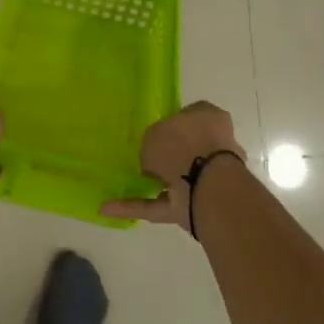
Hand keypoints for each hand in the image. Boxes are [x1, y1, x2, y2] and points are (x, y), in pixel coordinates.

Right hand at [101, 101, 243, 225]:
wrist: (206, 184)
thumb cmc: (183, 144)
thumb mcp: (156, 131)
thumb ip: (153, 140)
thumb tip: (155, 154)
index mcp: (210, 118)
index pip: (191, 115)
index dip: (172, 123)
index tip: (153, 132)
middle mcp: (214, 147)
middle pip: (186, 150)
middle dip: (167, 158)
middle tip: (140, 160)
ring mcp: (207, 180)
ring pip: (174, 180)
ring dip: (150, 186)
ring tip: (118, 186)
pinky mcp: (196, 206)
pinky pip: (161, 205)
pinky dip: (137, 207)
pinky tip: (109, 208)